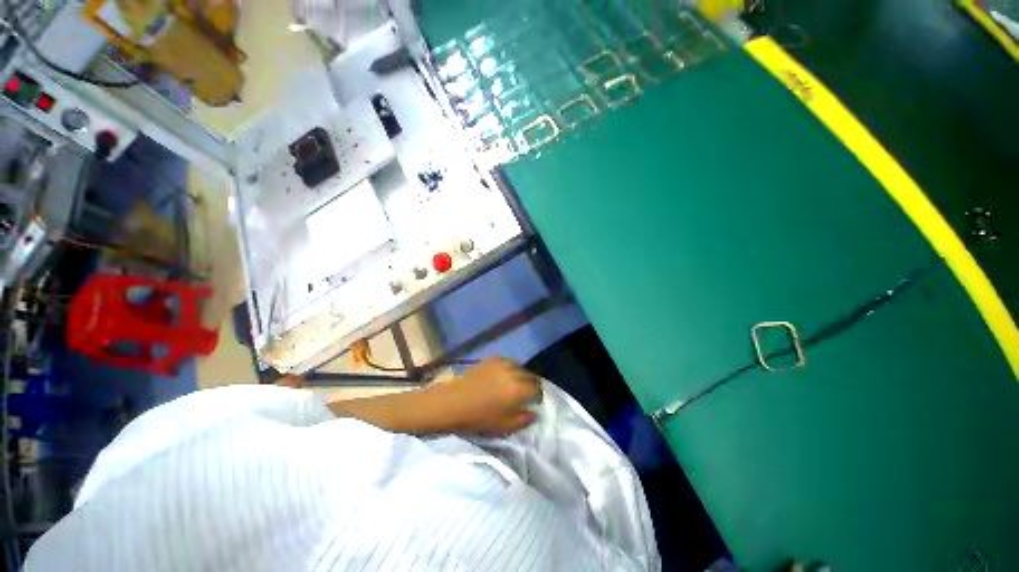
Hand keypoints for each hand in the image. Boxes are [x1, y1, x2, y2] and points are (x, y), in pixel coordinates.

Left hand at [432, 358, 540, 434]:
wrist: (453, 402)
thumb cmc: (479, 417)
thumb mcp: (504, 426)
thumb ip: (524, 419)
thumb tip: (534, 412)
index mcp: (518, 389)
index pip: (537, 389)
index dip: (538, 396)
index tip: (534, 402)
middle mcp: (513, 372)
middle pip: (530, 376)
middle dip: (531, 385)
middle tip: (526, 394)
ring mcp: (502, 362)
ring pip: (520, 367)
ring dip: (521, 375)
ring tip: (515, 384)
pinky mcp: (492, 358)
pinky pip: (508, 362)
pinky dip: (510, 368)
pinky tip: (503, 376)